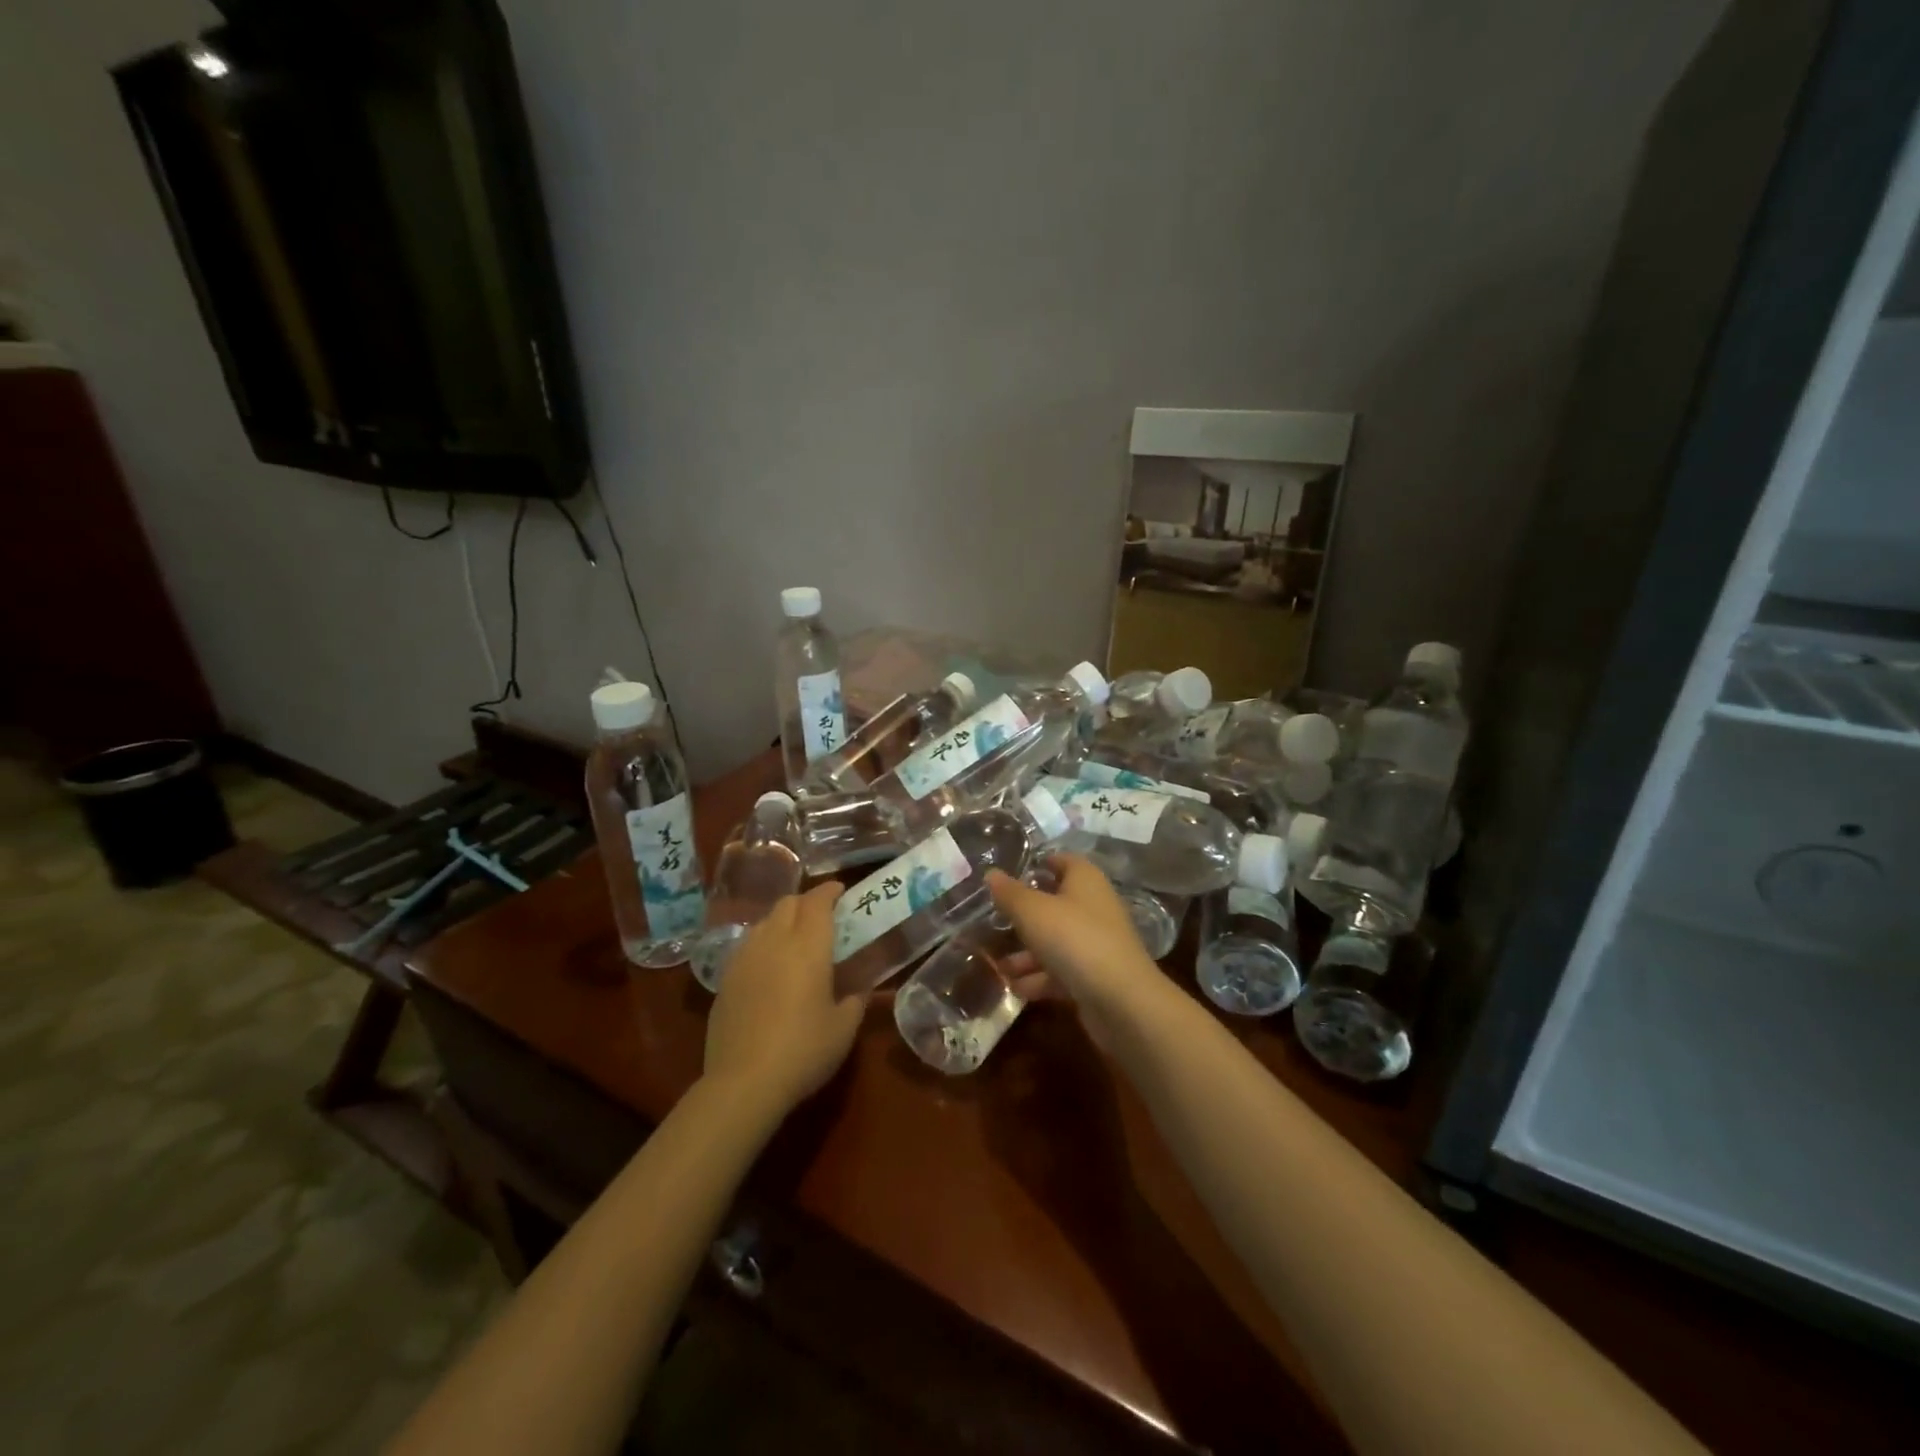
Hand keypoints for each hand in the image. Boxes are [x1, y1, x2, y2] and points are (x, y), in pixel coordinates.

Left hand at [703, 882, 867, 1115]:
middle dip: (806, 902)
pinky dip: (763, 944)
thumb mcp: (844, 1029)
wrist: (744, 1082)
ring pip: (764, 922)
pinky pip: (747, 946)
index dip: (829, 891)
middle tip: (822, 916)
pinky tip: (769, 967)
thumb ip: (854, 1001)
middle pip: (788, 903)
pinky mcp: (725, 979)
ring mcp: (744, 958)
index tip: (841, 891)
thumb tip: (856, 990)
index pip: (817, 901)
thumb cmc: (804, 1051)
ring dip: (782, 921)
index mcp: (808, 946)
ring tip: (794, 939)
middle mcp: (774, 941)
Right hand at [985, 854, 1166, 1043]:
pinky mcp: (1095, 976)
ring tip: (998, 966)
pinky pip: (1061, 971)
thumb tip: (991, 873)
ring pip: (1055, 942)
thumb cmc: (1074, 939)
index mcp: (1085, 880)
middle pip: (1054, 904)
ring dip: (1026, 955)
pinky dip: (1039, 978)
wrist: (1121, 1001)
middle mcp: (1094, 907)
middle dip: (1023, 917)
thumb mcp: (1032, 911)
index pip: (1062, 861)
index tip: (1007, 875)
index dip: (1037, 864)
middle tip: (993, 923)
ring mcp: (1096, 943)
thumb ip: (1009, 893)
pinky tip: (1016, 989)